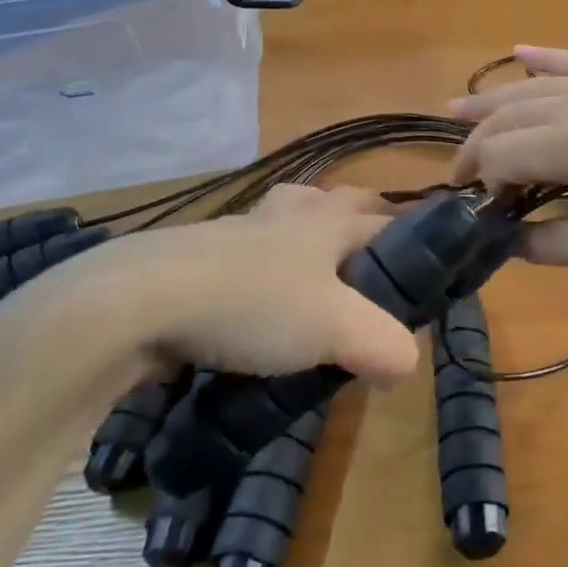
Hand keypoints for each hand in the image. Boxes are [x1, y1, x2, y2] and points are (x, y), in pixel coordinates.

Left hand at [43, 185, 418, 385]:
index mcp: (326, 223)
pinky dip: (260, 270)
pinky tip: (256, 307)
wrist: (140, 301)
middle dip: (359, 219)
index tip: (428, 260)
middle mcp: (285, 217)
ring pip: (284, 219)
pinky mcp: (196, 259)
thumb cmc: (254, 303)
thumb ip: (384, 345)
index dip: (411, 234)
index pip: (384, 217)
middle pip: (334, 201)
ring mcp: (237, 233)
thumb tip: (404, 365)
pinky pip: (243, 255)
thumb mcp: (336, 329)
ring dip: (305, 237)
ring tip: (315, 278)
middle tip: (372, 262)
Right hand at [449, 47, 567, 270]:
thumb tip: (508, 243)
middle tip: (462, 174)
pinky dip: (546, 58)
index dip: (482, 183)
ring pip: (534, 86)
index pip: (501, 156)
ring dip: (493, 99)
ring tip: (456, 110)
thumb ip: (550, 244)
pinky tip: (519, 51)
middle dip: (477, 144)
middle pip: (508, 116)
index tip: (483, 213)